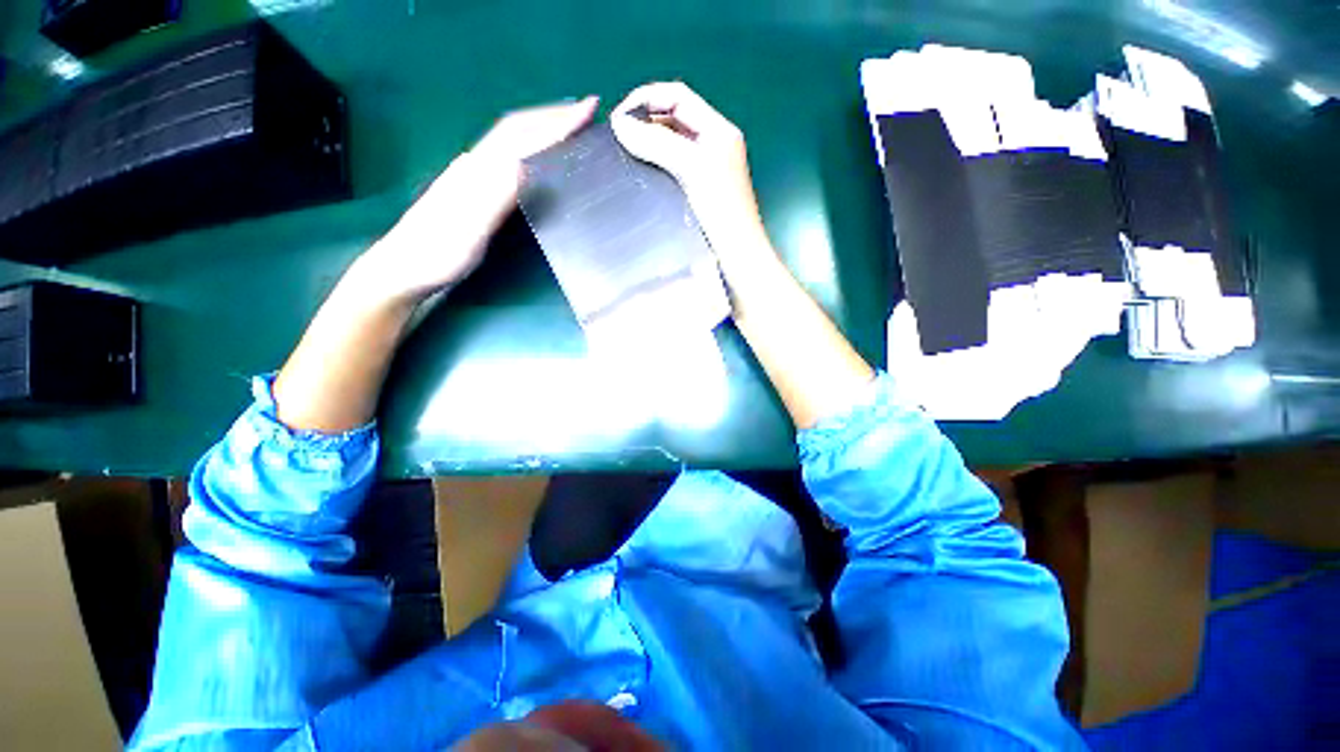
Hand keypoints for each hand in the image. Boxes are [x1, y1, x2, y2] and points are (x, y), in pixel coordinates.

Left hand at [357, 96, 598, 304]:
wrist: (404, 268)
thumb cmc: (439, 254)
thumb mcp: (470, 229)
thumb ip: (495, 195)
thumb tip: (525, 164)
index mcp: (479, 171)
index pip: (523, 137)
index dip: (557, 123)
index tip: (587, 110)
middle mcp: (476, 164)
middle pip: (516, 129)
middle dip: (552, 115)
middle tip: (585, 110)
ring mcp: (474, 176)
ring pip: (512, 140)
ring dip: (542, 127)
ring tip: (568, 126)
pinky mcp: (475, 189)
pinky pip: (509, 158)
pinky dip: (531, 147)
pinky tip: (538, 156)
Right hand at [610, 82, 768, 259]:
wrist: (735, 252)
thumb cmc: (720, 209)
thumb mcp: (690, 168)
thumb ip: (657, 143)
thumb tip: (619, 123)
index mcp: (717, 129)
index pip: (678, 96)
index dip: (647, 98)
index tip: (618, 117)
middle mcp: (712, 142)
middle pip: (674, 117)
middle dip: (645, 119)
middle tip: (618, 137)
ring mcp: (706, 166)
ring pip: (672, 141)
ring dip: (648, 141)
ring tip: (624, 152)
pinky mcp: (698, 187)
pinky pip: (672, 163)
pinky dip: (655, 161)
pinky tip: (640, 171)